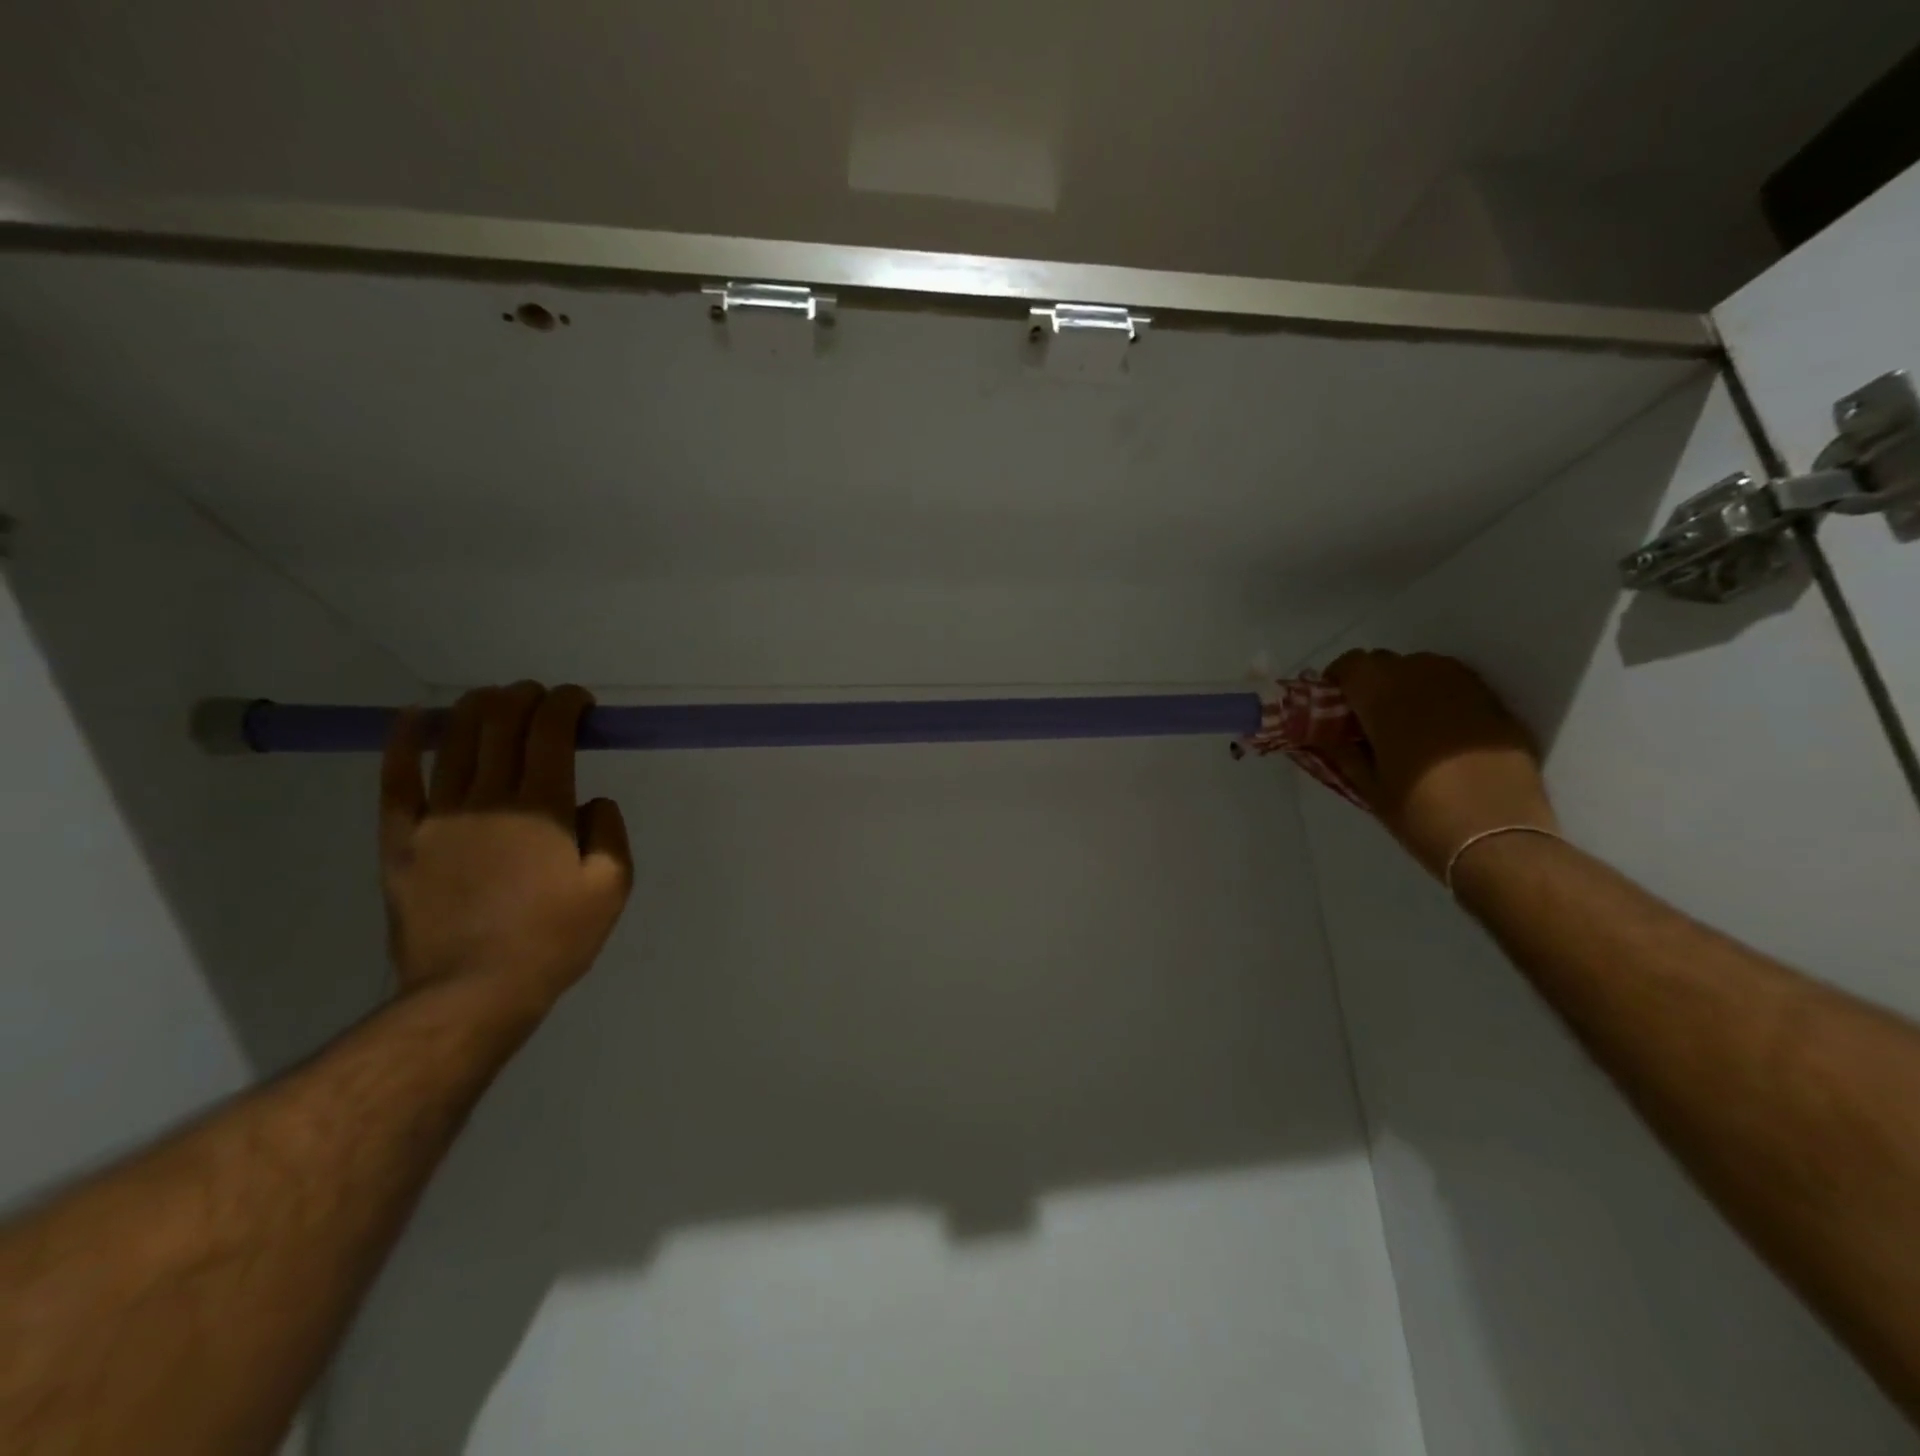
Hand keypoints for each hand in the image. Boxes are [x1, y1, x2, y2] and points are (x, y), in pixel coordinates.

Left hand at [379, 682, 632, 1018]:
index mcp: (543, 807)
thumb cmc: (554, 938)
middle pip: (500, 723)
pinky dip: (401, 742)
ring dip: (477, 708)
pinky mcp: (401, 840)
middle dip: (525, 697)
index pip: (551, 731)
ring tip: (495, 700)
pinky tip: (411, 717)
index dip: (566, 704)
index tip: (580, 703)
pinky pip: (395, 781)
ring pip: (452, 740)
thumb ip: (609, 832)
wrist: (473, 992)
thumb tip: (591, 801)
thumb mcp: (611, 887)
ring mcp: (438, 817)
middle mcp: (489, 798)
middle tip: (542, 699)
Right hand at [1322, 650, 1556, 877]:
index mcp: (1384, 697)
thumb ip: (1341, 752)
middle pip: (1386, 662)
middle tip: (1365, 718)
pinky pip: (1456, 685)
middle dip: (1370, 683)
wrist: (1498, 838)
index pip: (1350, 664)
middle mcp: (1424, 679)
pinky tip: (1439, 730)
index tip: (1333, 708)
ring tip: (1403, 721)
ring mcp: (1465, 688)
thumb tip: (1323, 735)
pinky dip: (1439, 697)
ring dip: (1406, 685)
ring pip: (1423, 668)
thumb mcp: (1368, 787)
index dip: (1336, 682)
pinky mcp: (1495, 704)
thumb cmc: (1420, 813)